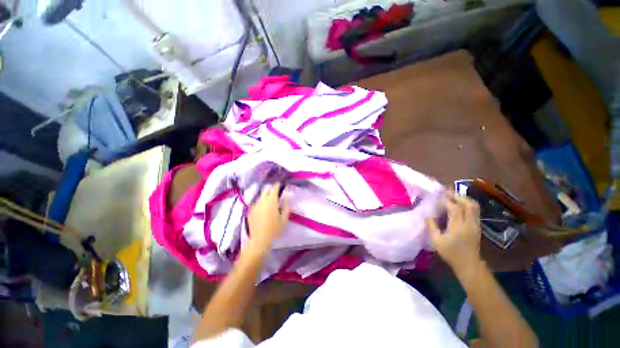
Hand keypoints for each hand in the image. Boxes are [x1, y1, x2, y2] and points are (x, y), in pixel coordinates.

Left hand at [247, 183, 290, 250]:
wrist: (259, 240)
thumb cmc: (275, 229)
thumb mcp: (284, 218)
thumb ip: (286, 205)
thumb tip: (288, 194)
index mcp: (271, 201)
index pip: (274, 189)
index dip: (277, 185)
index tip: (280, 183)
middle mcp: (262, 201)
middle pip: (265, 190)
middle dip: (270, 188)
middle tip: (275, 191)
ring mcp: (255, 206)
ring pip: (260, 196)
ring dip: (265, 196)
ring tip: (269, 200)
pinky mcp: (250, 211)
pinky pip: (256, 203)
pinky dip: (260, 203)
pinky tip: (263, 208)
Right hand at [425, 191, 481, 273]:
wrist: (469, 264)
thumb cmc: (451, 253)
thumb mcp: (436, 241)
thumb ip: (431, 226)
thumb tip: (427, 215)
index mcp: (458, 227)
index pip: (455, 208)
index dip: (447, 200)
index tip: (440, 195)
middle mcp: (469, 223)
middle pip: (468, 204)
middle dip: (458, 196)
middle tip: (447, 192)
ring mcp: (475, 224)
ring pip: (474, 206)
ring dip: (464, 199)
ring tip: (453, 196)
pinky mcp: (477, 226)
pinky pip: (475, 211)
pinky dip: (467, 204)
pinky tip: (460, 205)